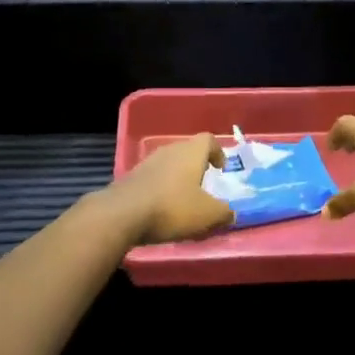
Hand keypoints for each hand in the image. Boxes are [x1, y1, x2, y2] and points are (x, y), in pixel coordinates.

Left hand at [105, 133, 234, 244]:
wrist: (122, 214)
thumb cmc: (172, 208)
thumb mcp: (207, 215)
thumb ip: (224, 213)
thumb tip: (231, 213)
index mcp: (191, 152)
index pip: (208, 140)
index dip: (217, 152)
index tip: (221, 169)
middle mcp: (170, 150)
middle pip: (188, 151)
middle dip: (198, 166)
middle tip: (204, 186)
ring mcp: (148, 162)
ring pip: (170, 164)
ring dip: (178, 178)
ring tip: (184, 200)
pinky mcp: (132, 177)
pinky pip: (154, 178)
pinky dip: (162, 188)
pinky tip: (162, 208)